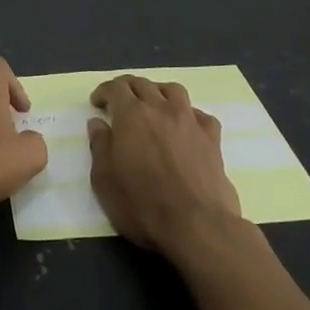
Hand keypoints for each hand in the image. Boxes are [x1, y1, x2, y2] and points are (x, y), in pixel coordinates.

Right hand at [89, 76, 242, 257]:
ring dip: (158, 92)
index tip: (97, 103)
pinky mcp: (212, 139)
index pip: (116, 87)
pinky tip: (184, 128)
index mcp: (132, 115)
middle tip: (119, 102)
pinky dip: (188, 115)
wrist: (197, 225)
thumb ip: (99, 146)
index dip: (104, 91)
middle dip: (128, 88)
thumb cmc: (142, 204)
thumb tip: (98, 123)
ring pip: (174, 90)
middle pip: (143, 84)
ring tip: (152, 106)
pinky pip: (200, 114)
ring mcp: (190, 122)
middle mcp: (162, 109)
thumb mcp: (104, 180)